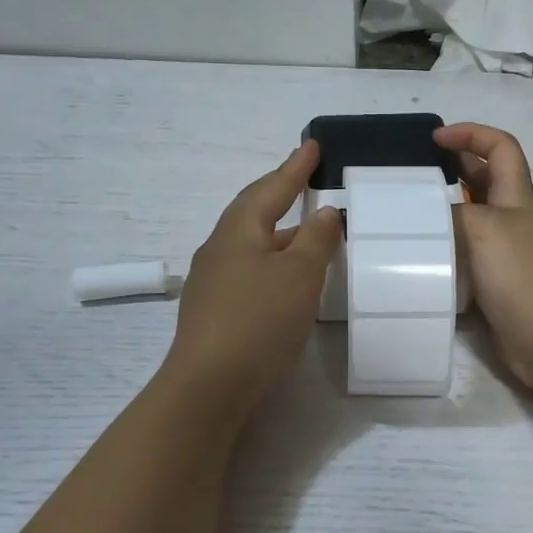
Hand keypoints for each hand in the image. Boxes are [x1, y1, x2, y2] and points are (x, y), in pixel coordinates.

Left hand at [163, 141, 340, 418]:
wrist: (209, 386)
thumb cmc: (258, 321)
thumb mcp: (299, 275)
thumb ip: (315, 240)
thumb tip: (323, 213)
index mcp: (237, 232)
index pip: (270, 190)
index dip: (294, 168)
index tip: (312, 146)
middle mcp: (219, 250)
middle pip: (253, 213)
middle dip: (280, 196)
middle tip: (305, 182)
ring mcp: (212, 284)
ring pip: (251, 246)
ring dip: (279, 235)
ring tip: (306, 233)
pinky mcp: (215, 313)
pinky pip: (249, 273)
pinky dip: (272, 265)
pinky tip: (285, 282)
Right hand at [434, 122, 532, 393]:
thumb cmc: (523, 275)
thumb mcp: (484, 229)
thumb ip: (452, 213)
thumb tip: (429, 214)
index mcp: (518, 199)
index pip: (501, 148)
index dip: (471, 134)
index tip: (435, 138)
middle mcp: (515, 223)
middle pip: (486, 184)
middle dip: (452, 172)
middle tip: (412, 179)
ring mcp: (508, 258)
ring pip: (473, 227)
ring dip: (444, 220)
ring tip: (405, 222)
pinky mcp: (498, 290)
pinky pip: (468, 264)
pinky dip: (447, 260)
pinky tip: (420, 265)